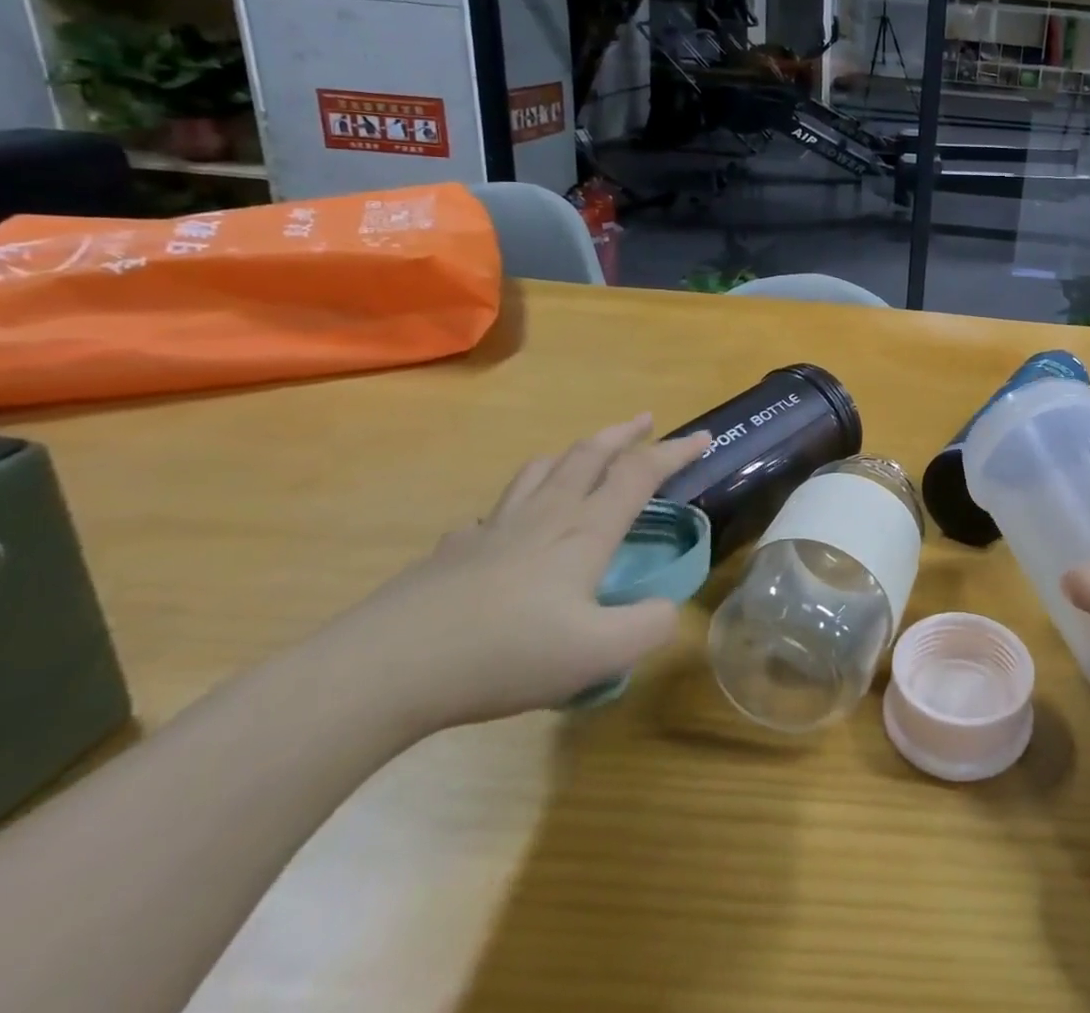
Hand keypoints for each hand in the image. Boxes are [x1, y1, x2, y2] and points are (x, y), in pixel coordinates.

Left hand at [323, 415, 709, 733]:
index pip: (639, 475)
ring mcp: (494, 530)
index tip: (703, 437)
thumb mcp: (597, 654)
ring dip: (572, 454)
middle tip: (645, 420)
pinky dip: (519, 502)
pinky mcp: (454, 551)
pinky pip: (497, 511)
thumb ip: (647, 628)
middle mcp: (543, 516)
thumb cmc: (503, 654)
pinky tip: (510, 525)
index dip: (674, 452)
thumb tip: (667, 609)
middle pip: (588, 456)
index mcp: (583, 532)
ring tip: (585, 455)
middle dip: (623, 434)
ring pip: (541, 472)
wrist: (386, 668)